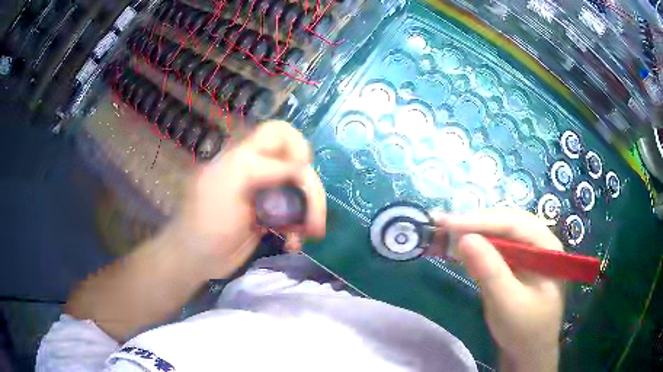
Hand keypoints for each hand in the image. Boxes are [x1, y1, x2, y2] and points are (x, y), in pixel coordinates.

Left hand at [169, 121, 325, 278]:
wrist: (196, 259)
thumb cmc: (206, 221)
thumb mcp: (228, 185)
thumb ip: (260, 168)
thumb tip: (299, 168)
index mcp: (245, 157)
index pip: (280, 134)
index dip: (297, 147)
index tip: (302, 174)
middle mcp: (259, 171)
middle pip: (299, 167)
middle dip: (312, 192)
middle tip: (315, 224)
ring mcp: (266, 195)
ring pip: (301, 193)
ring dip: (309, 214)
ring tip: (307, 237)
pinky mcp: (270, 217)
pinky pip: (295, 216)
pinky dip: (298, 230)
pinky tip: (292, 244)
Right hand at [436, 209, 563, 370]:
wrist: (528, 353)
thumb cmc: (524, 330)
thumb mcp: (507, 303)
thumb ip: (489, 270)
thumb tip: (463, 238)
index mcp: (547, 247)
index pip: (513, 223)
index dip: (480, 221)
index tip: (447, 223)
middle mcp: (539, 242)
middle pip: (506, 223)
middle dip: (475, 223)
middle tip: (442, 223)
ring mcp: (528, 253)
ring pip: (501, 233)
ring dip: (475, 232)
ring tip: (447, 231)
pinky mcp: (517, 265)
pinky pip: (497, 248)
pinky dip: (478, 248)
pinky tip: (463, 248)